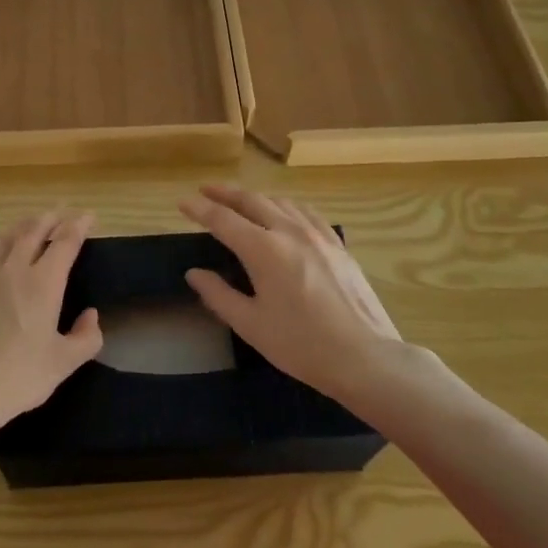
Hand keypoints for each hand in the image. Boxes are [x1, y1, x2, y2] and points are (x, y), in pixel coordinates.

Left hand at [0, 210, 103, 446]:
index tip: (89, 215)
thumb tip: (90, 316)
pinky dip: (4, 242)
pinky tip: (5, 253)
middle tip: (63, 212)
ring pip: (8, 237)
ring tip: (33, 223)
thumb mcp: (62, 364)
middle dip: (51, 218)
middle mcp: (15, 271)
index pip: (64, 242)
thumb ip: (85, 338)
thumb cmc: (17, 377)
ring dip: (25, 224)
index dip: (78, 225)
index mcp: (43, 283)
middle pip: (33, 230)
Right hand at [178, 184, 405, 407]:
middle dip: (225, 193)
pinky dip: (286, 206)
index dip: (200, 209)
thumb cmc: (302, 345)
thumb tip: (194, 273)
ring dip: (255, 197)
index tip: (183, 202)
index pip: (222, 220)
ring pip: (280, 202)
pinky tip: (285, 213)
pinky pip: (306, 213)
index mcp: (263, 249)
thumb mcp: (251, 325)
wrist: (365, 357)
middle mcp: (289, 231)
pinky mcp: (338, 245)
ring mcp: (317, 235)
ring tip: (240, 201)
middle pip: (252, 200)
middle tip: (206, 190)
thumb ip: (219, 295)